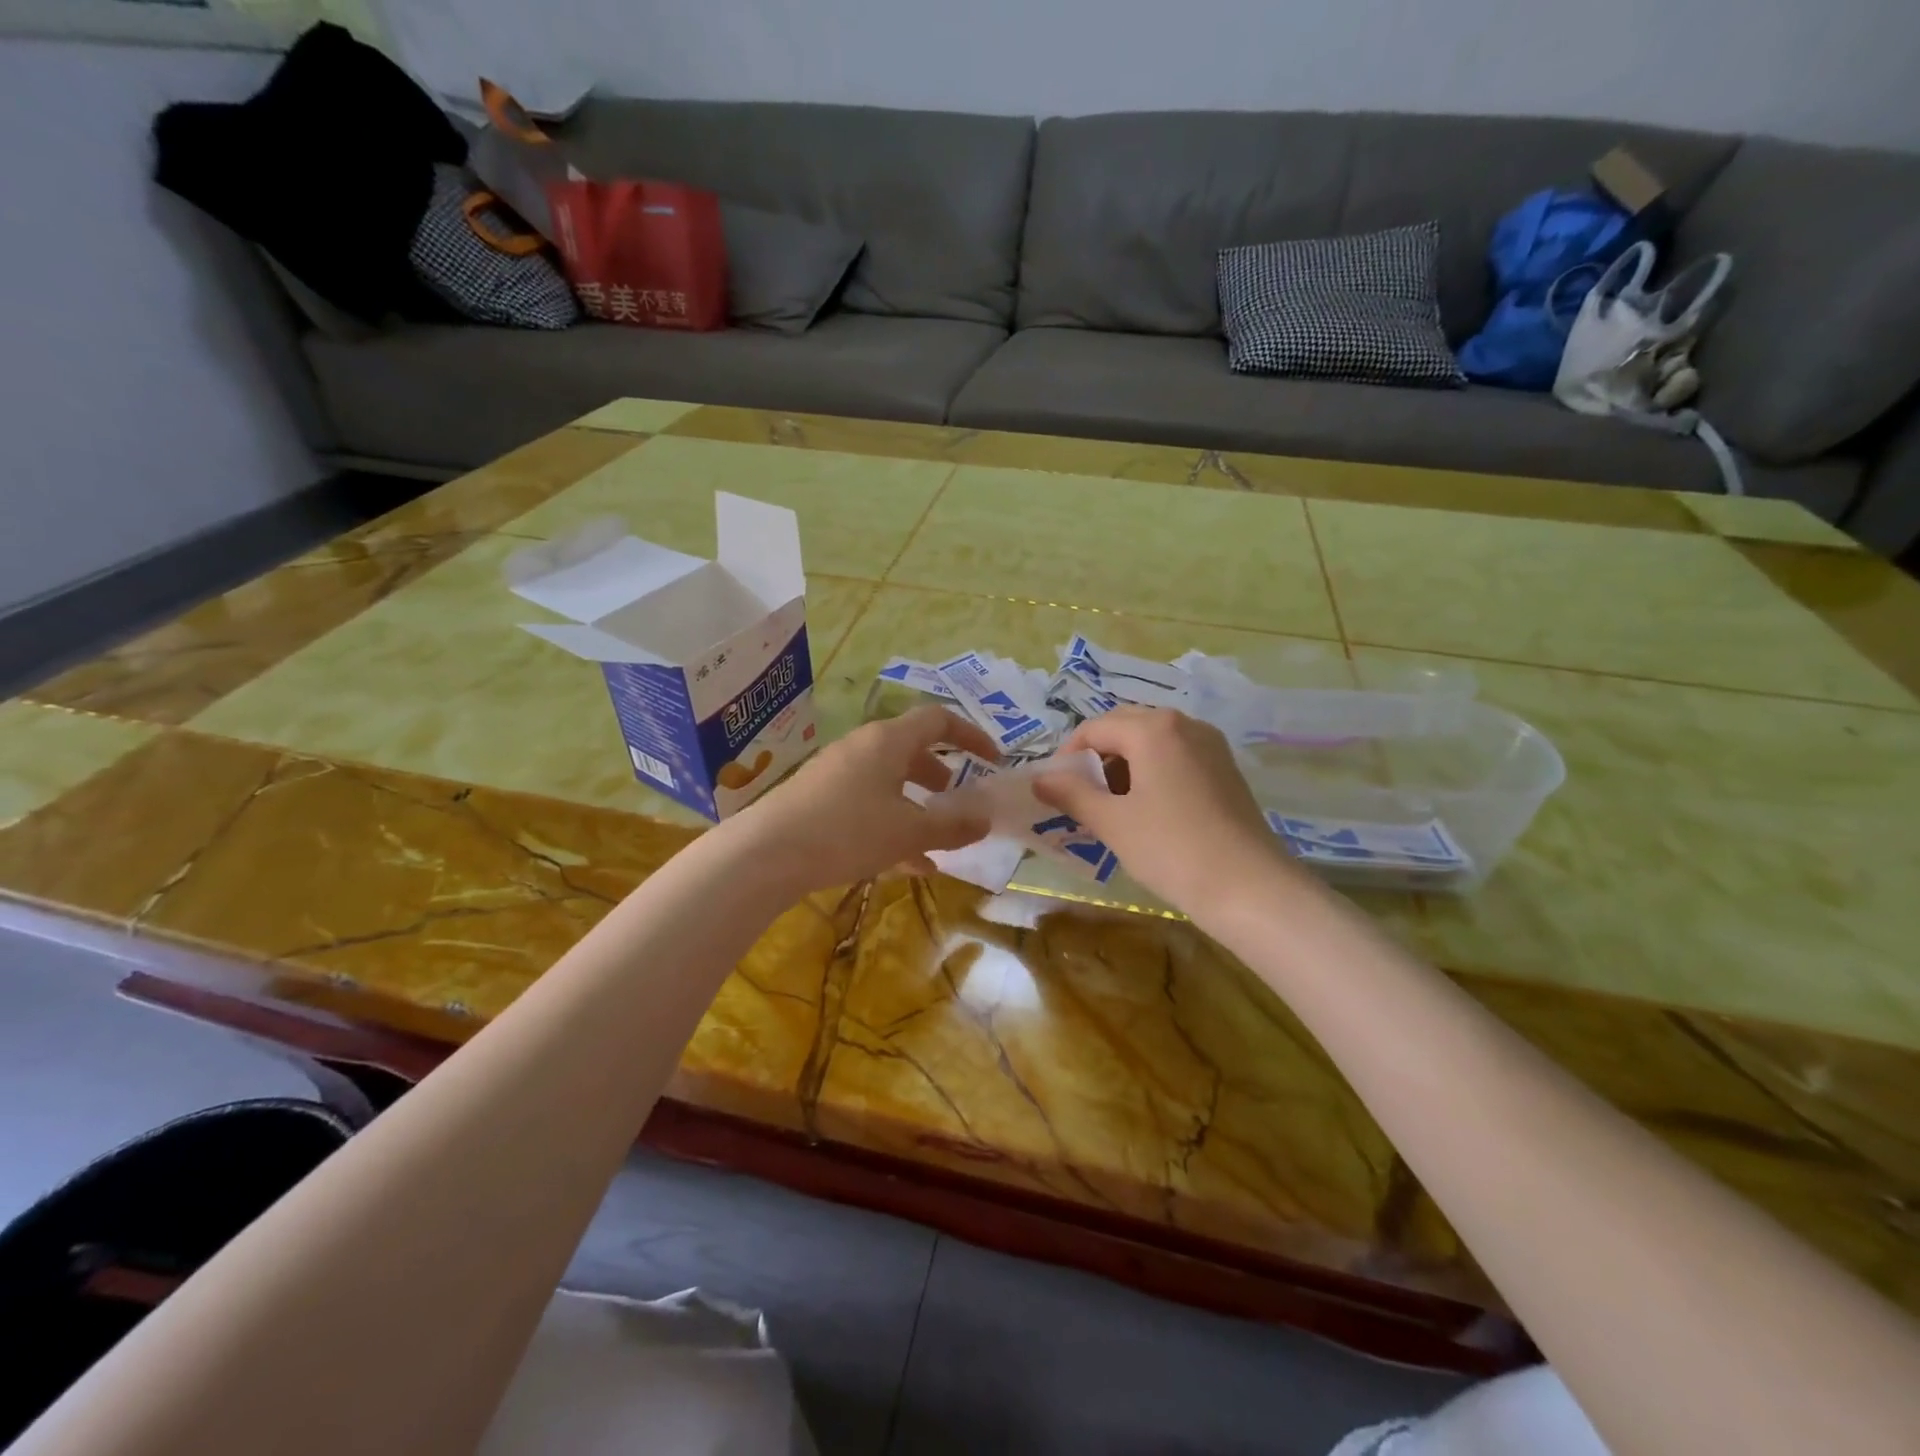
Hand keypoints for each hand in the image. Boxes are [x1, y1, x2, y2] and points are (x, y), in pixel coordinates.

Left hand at [730, 705, 997, 894]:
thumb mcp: (910, 832)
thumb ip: (953, 825)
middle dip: (940, 774)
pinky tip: (907, 865)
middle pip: (911, 750)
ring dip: (916, 804)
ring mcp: (837, 772)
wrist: (766, 854)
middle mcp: (863, 747)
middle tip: (958, 797)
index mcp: (889, 741)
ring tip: (936, 838)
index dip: (971, 735)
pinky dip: (892, 824)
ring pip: (889, 781)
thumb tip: (986, 819)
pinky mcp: (818, 799)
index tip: (993, 760)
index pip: (939, 720)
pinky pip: (866, 804)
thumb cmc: (848, 831)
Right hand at [1034, 707, 1297, 918]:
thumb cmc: (1171, 849)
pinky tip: (1148, 809)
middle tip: (1081, 796)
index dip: (1067, 757)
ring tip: (1112, 806)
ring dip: (1124, 764)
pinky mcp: (1225, 769)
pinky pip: (1176, 756)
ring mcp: (1210, 745)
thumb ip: (1072, 794)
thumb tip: (1040, 779)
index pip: (1094, 729)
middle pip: (1125, 727)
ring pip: (1152, 741)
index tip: (1056, 791)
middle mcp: (1184, 724)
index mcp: (1153, 728)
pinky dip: (1152, 772)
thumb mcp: (1112, 822)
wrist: (1249, 888)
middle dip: (1096, 757)